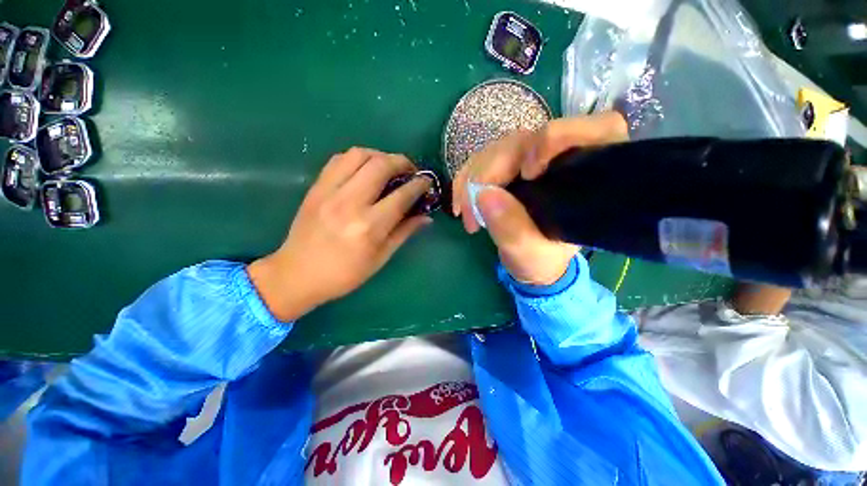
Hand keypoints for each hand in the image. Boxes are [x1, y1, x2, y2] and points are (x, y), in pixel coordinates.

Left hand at [248, 148, 432, 320]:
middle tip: (410, 171)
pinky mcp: (316, 188)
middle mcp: (350, 203)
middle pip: (381, 165)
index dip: (419, 185)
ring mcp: (329, 192)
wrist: (297, 274)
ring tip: (388, 167)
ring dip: (380, 156)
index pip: (402, 195)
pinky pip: (339, 159)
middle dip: (402, 162)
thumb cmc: (345, 273)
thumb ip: (404, 232)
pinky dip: (357, 159)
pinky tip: (364, 170)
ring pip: (359, 155)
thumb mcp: (381, 258)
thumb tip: (426, 216)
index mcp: (369, 227)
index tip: (427, 182)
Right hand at [452, 112, 627, 285]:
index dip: (552, 141)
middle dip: (487, 174)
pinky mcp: (510, 165)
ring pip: (496, 151)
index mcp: (584, 175)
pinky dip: (466, 181)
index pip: (585, 132)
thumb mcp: (529, 251)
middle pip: (522, 143)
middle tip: (470, 212)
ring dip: (471, 181)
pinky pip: (482, 161)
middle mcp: (559, 158)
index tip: (527, 174)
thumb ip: (510, 227)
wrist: (532, 261)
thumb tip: (482, 193)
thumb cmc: (541, 259)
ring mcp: (531, 158)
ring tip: (464, 214)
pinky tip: (461, 203)